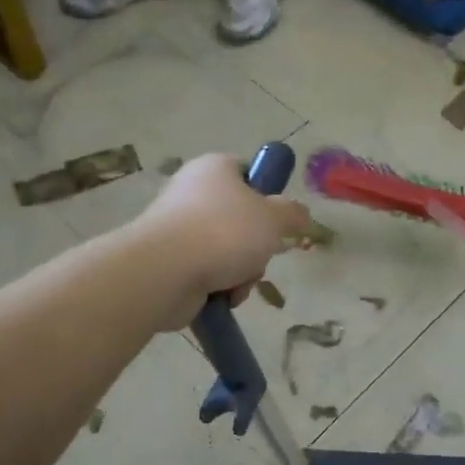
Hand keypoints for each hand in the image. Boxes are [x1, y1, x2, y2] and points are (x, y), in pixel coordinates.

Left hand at [135, 154, 310, 328]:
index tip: (276, 220)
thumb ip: (293, 213)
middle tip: (260, 255)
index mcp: (214, 168)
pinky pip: (208, 273)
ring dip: (242, 272)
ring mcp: (178, 228)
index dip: (266, 196)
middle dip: (257, 246)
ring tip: (237, 282)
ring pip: (228, 251)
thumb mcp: (274, 218)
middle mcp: (192, 192)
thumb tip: (299, 214)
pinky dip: (220, 287)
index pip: (247, 174)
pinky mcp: (170, 262)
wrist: (165, 271)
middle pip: (241, 219)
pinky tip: (223, 296)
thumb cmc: (224, 232)